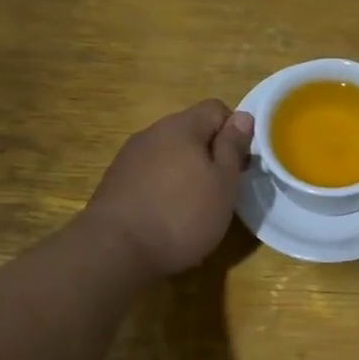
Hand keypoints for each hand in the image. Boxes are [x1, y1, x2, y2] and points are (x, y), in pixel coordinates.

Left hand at [85, 100, 253, 277]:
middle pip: (191, 131)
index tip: (240, 165)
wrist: (115, 250)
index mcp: (181, 126)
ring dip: (186, 172)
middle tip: (221, 190)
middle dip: (210, 154)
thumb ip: (233, 146)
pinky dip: (164, 188)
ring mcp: (129, 157)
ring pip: (169, 154)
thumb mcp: (223, 183)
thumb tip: (243, 116)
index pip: (216, 109)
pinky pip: (150, 174)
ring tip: (193, 206)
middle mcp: (152, 133)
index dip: (234, 133)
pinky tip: (166, 216)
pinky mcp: (115, 181)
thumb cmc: (182, 215)